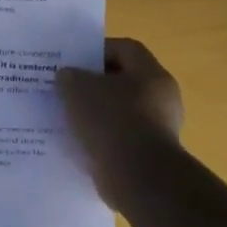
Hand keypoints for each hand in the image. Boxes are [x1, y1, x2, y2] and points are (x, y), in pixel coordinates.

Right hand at [56, 38, 184, 208]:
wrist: (138, 178)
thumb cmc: (112, 121)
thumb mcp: (78, 89)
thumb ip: (69, 76)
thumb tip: (68, 77)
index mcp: (151, 74)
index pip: (125, 48)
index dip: (97, 51)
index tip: (72, 62)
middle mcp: (161, 98)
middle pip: (123, 81)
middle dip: (93, 84)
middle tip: (65, 90)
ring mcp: (158, 128)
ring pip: (120, 112)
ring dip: (95, 114)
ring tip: (67, 119)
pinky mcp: (149, 155)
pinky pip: (120, 138)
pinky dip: (101, 139)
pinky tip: (79, 143)